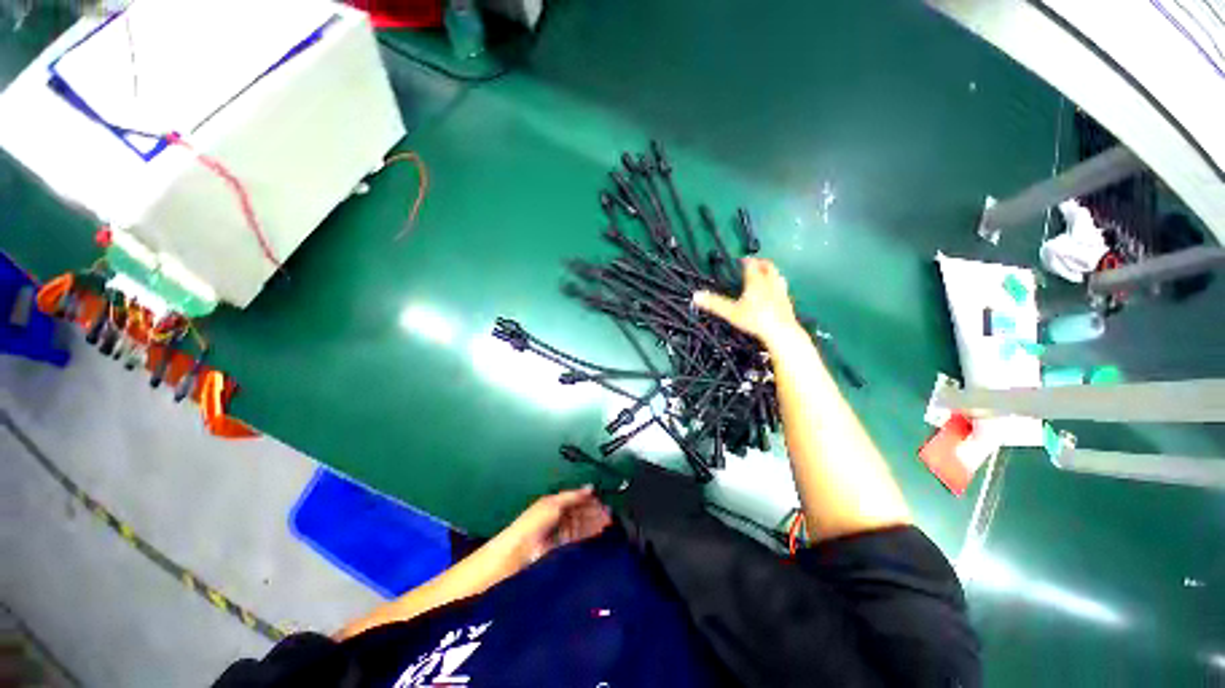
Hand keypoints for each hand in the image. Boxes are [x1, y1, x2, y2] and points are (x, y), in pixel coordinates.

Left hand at [488, 486, 611, 573]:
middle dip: (595, 510)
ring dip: (596, 521)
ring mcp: (562, 532)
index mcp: (555, 503)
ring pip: (583, 524)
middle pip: (581, 511)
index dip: (589, 497)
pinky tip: (601, 530)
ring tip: (609, 520)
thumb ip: (573, 495)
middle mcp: (560, 516)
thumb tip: (590, 487)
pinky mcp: (565, 546)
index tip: (603, 498)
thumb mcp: (554, 502)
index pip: (576, 498)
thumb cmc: (534, 522)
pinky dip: (591, 532)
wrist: (522, 551)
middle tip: (609, 510)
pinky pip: (581, 536)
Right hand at [693, 258, 803, 346]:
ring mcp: (781, 292)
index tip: (740, 260)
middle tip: (754, 264)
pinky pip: (783, 288)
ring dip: (771, 272)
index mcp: (756, 282)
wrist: (781, 332)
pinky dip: (777, 285)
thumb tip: (696, 296)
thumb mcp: (731, 312)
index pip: (751, 265)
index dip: (745, 261)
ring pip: (778, 275)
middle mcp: (770, 283)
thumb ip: (714, 304)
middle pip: (768, 266)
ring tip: (765, 275)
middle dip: (760, 263)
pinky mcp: (788, 302)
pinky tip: (775, 293)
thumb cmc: (754, 320)